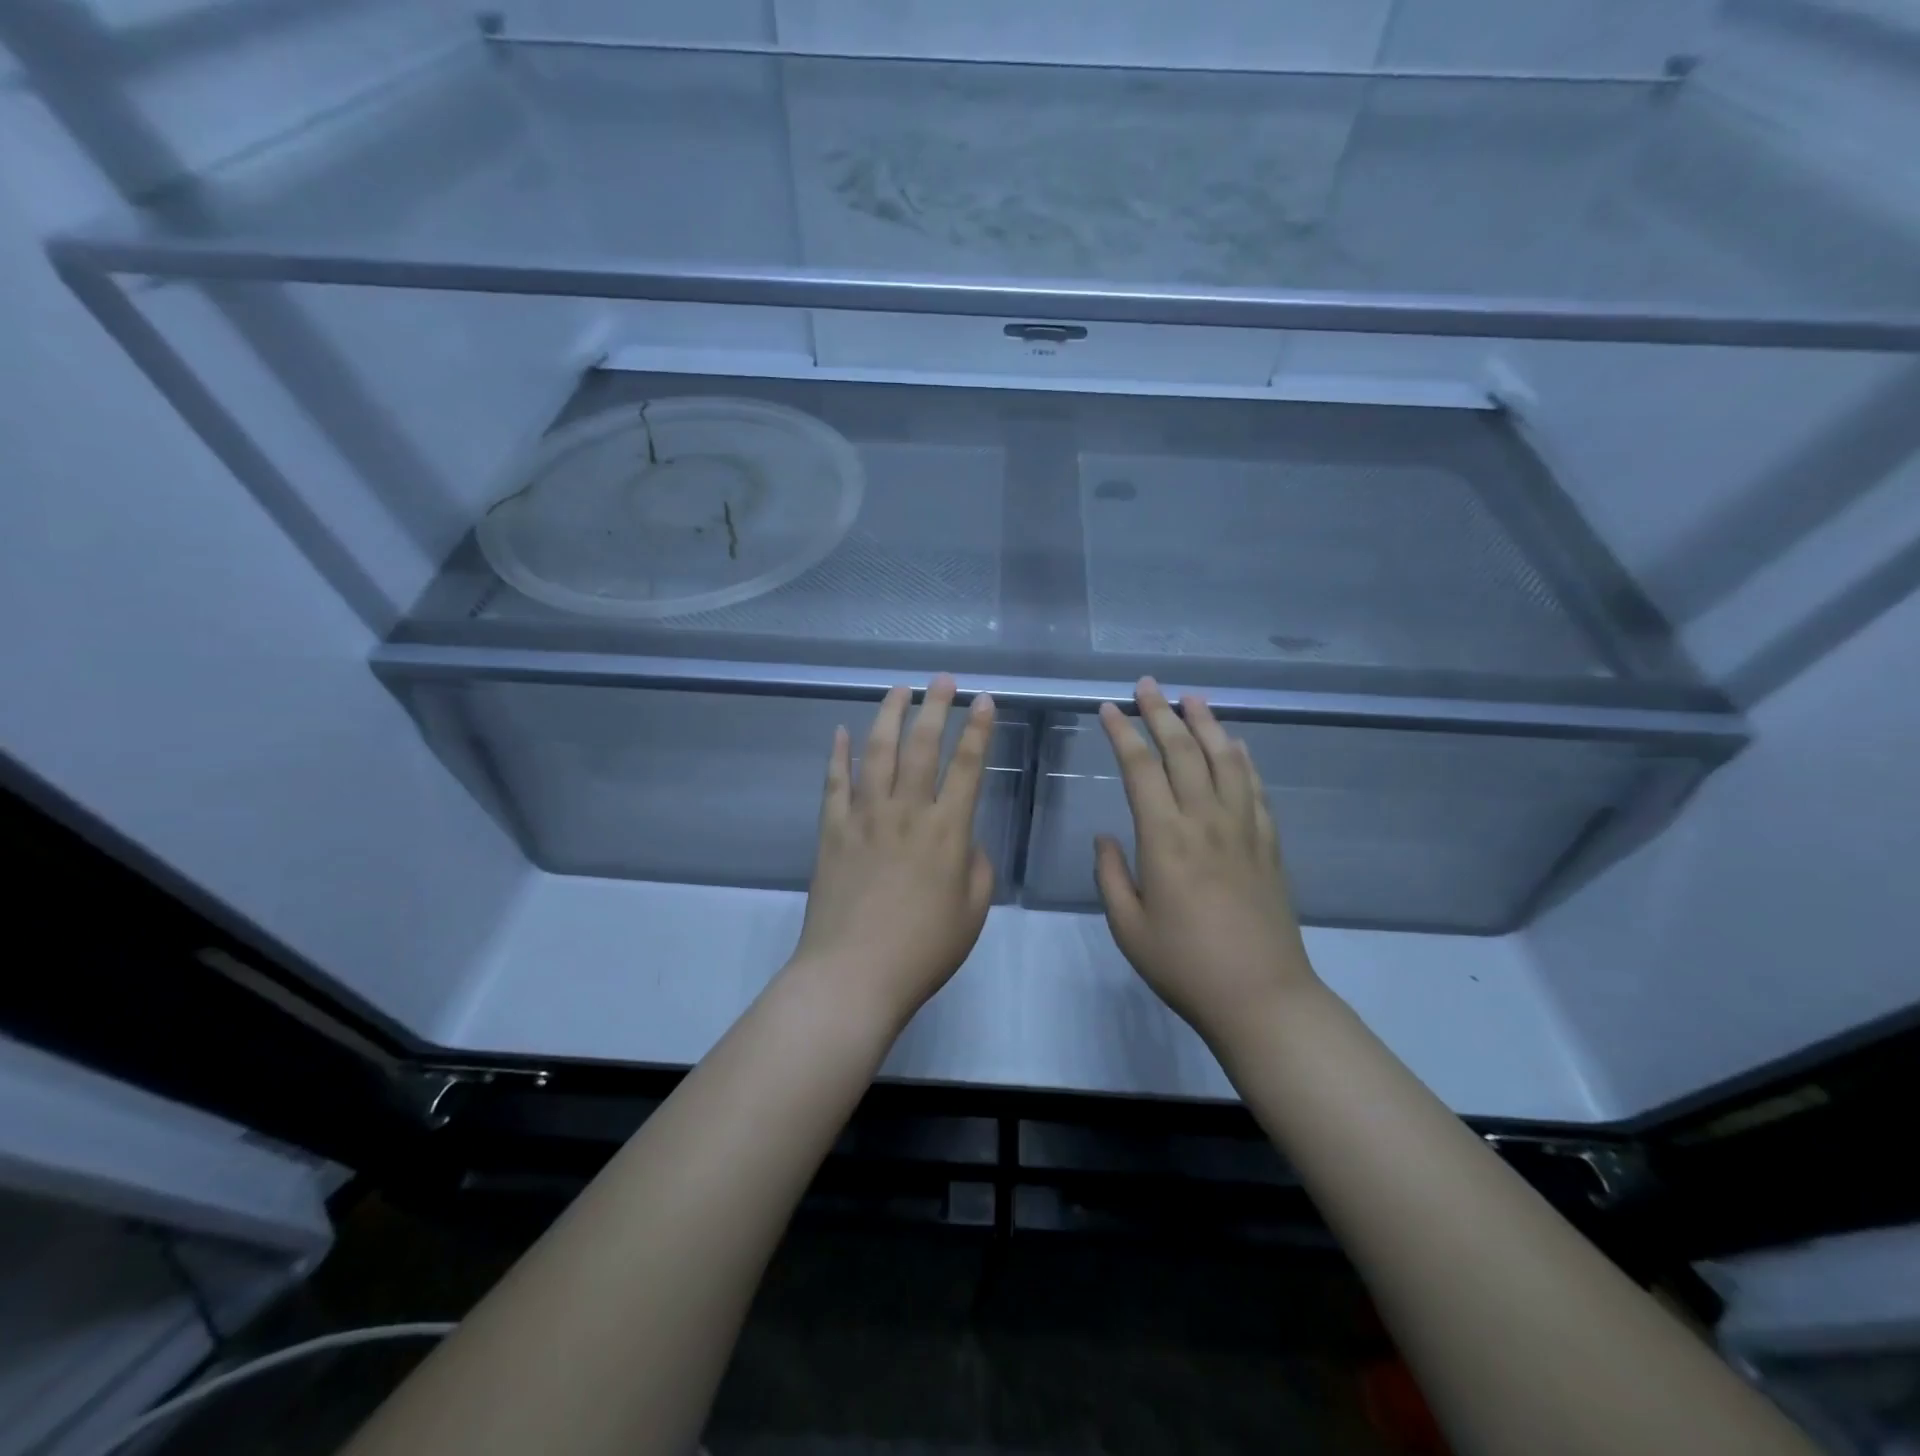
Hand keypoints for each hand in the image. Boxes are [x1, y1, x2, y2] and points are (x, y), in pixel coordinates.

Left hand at [789, 675, 996, 1032]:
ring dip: (889, 717)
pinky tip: (840, 731)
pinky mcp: (832, 831)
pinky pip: (834, 783)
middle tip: (942, 680)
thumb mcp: (972, 912)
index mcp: (947, 831)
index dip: (979, 730)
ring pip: (876, 753)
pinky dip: (837, 754)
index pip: (968, 767)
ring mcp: (864, 818)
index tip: (984, 700)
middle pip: (922, 747)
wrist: (854, 974)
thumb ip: (976, 867)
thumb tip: (964, 839)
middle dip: (936, 708)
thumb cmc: (923, 950)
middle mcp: (906, 812)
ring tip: (898, 690)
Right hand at [1094, 678, 1318, 1040]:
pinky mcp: (1269, 845)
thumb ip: (1111, 876)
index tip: (1109, 708)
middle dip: (1161, 713)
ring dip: (1207, 724)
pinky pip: (1255, 789)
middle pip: (1183, 752)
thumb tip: (1106, 837)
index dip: (1123, 733)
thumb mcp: (1128, 927)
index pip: (1140, 769)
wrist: (1262, 996)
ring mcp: (1243, 830)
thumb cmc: (1184, 966)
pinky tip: (1237, 746)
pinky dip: (1244, 760)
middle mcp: (1206, 821)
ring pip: (1225, 760)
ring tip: (1192, 698)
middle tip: (1148, 684)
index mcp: (1165, 839)